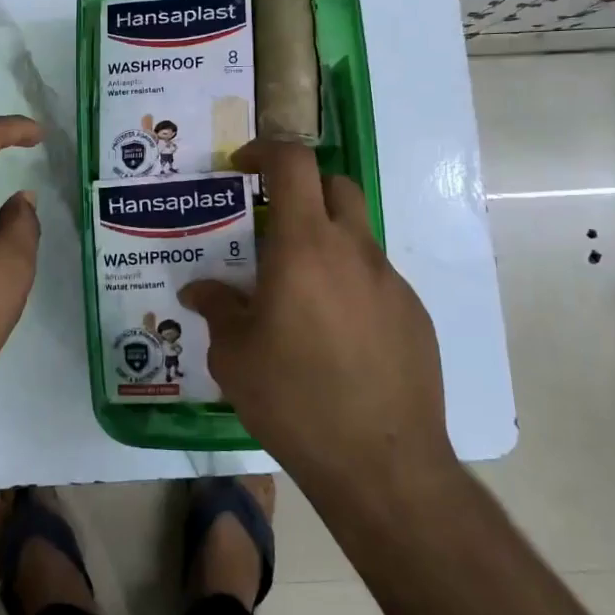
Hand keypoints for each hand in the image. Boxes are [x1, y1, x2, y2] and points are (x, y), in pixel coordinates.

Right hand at [179, 141, 453, 482]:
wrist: (382, 464)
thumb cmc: (294, 400)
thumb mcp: (235, 357)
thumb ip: (218, 311)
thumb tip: (200, 291)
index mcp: (304, 247)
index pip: (293, 164)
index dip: (265, 151)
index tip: (242, 167)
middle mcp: (353, 251)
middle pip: (334, 185)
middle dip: (301, 188)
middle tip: (270, 223)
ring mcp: (391, 282)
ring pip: (356, 234)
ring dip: (324, 241)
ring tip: (296, 292)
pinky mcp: (414, 315)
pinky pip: (374, 279)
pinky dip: (348, 283)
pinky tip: (332, 335)